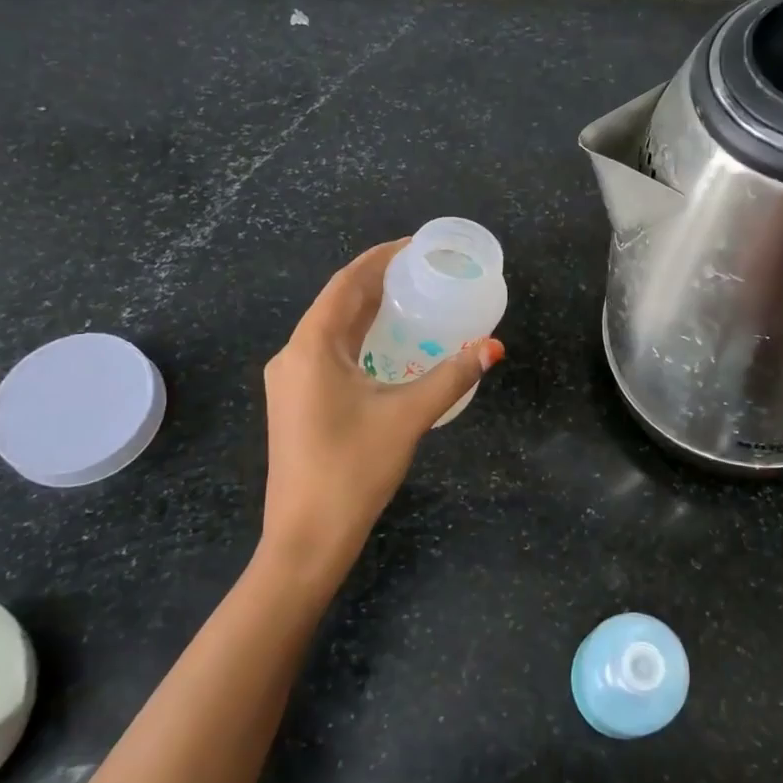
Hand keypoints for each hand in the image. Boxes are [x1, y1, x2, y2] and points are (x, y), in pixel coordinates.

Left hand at [259, 240, 503, 588]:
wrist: (306, 537)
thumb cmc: (353, 469)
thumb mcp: (408, 416)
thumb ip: (452, 376)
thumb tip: (493, 346)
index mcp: (311, 346)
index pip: (346, 283)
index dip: (379, 258)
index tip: (414, 246)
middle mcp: (293, 355)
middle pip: (337, 304)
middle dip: (377, 282)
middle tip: (422, 272)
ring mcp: (290, 381)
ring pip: (332, 331)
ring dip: (367, 312)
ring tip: (411, 301)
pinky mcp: (296, 403)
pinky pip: (329, 354)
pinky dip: (359, 340)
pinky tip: (388, 348)